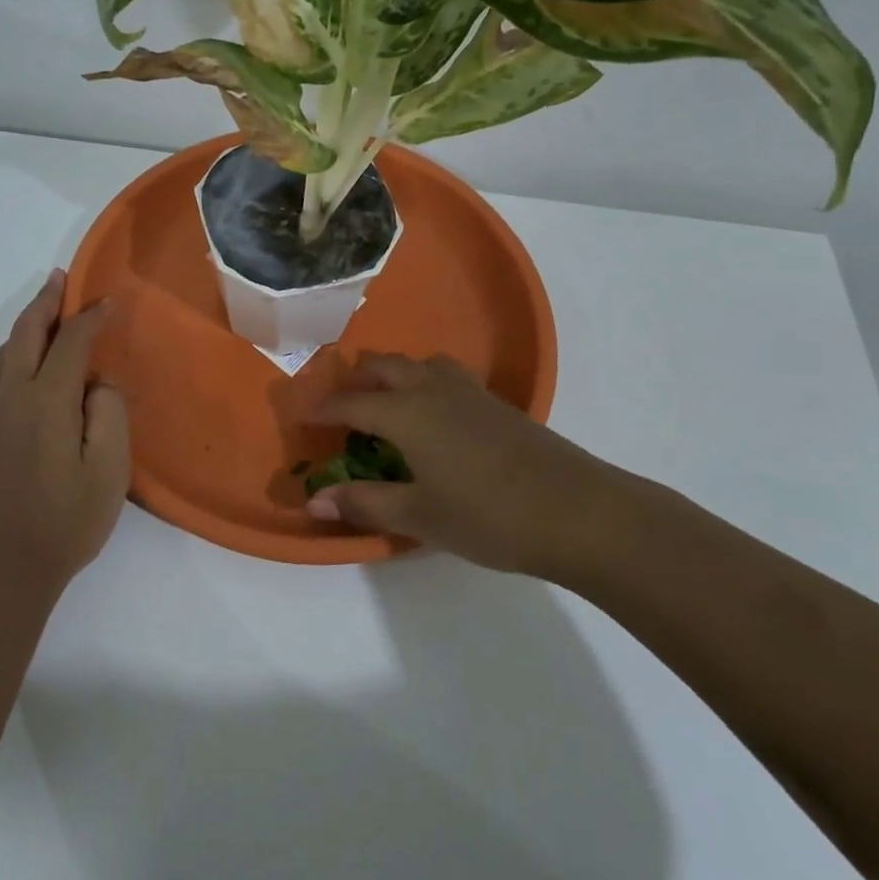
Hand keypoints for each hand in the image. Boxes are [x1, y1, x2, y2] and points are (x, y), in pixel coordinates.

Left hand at [0, 270, 129, 602]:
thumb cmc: (64, 526)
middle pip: (25, 335)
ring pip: (0, 358)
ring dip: (23, 333)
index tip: (107, 302)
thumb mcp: (109, 473)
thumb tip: (97, 382)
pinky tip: (4, 376)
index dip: (90, 318)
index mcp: (46, 402)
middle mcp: (6, 399)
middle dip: (46, 303)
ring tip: (42, 324)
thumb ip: (108, 414)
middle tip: (60, 281)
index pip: (71, 343)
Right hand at [308, 353, 679, 583]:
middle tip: (341, 407)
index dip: (323, 409)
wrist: (576, 510)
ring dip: (396, 374)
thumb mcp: (420, 516)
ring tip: (388, 404)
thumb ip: (365, 503)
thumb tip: (314, 500)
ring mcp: (470, 393)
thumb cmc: (488, 515)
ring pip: (421, 364)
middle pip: (385, 366)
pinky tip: (436, 418)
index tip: (301, 416)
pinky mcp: (498, 404)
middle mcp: (434, 390)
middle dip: (356, 380)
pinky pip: (448, 376)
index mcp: (407, 413)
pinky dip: (427, 382)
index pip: (351, 403)